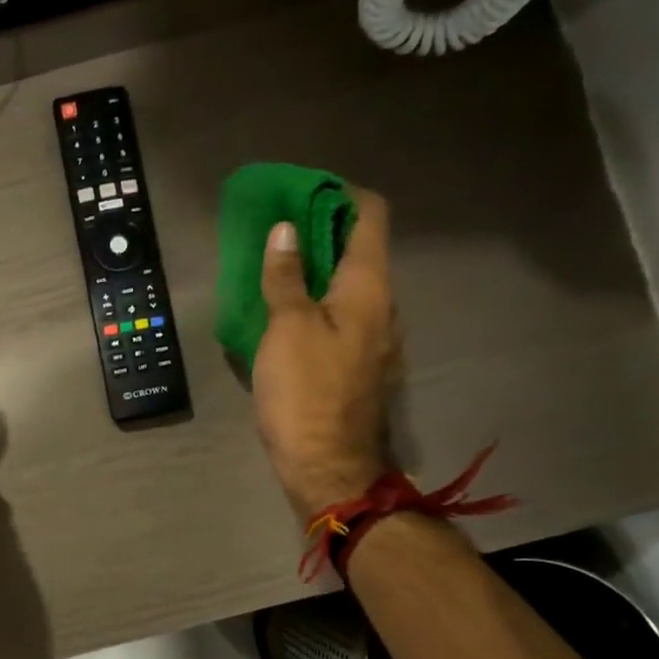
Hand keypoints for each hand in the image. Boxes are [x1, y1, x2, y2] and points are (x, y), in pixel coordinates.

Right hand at [252, 189, 397, 518]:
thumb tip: (285, 231)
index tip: (301, 192)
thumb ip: (285, 277)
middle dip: (321, 232)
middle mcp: (384, 306)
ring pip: (350, 286)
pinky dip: (317, 303)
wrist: (327, 466)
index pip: (371, 216)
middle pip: (360, 250)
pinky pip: (342, 317)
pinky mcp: (361, 366)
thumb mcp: (286, 328)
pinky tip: (285, 317)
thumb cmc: (305, 392)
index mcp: (370, 288)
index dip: (341, 193)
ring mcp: (377, 339)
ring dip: (316, 270)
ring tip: (274, 271)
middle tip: (276, 231)